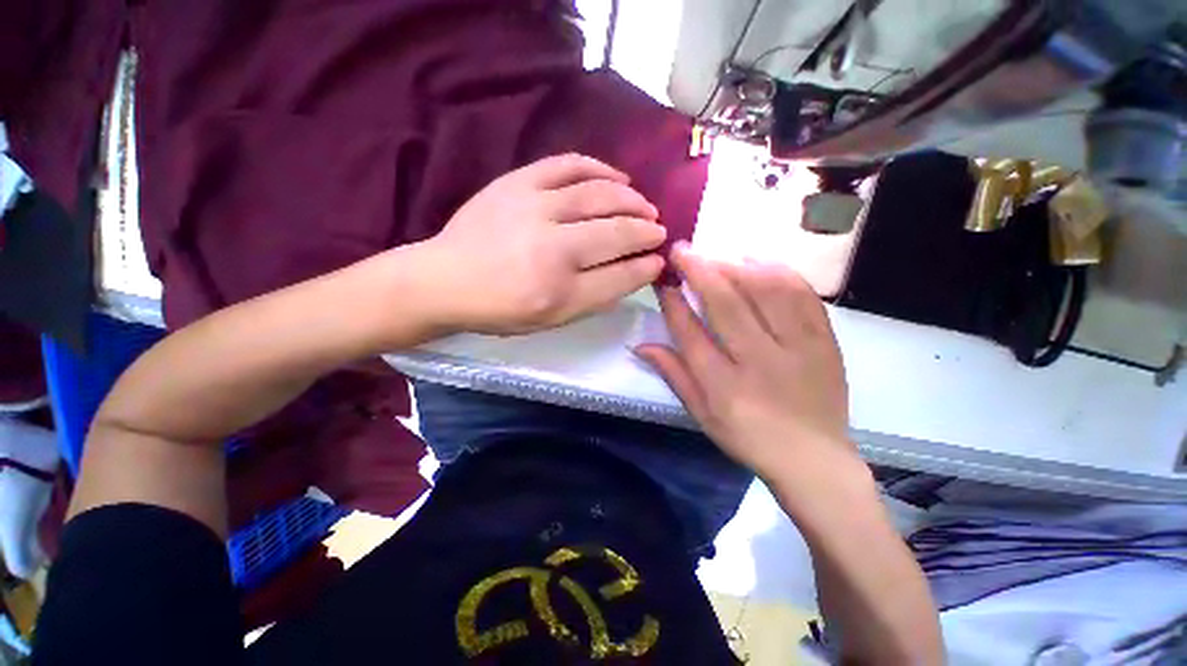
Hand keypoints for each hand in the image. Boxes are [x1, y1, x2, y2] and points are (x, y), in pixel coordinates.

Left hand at [422, 154, 666, 334]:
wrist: (446, 279)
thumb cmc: (502, 307)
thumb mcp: (553, 318)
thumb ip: (597, 295)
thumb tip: (638, 269)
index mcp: (559, 292)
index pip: (619, 276)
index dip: (646, 267)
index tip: (660, 260)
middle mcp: (552, 249)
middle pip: (615, 233)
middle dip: (646, 230)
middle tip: (659, 230)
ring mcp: (534, 208)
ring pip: (599, 195)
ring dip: (631, 200)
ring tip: (645, 206)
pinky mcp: (518, 182)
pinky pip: (569, 165)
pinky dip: (600, 168)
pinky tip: (618, 177)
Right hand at [635, 244, 855, 483]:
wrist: (813, 459)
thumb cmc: (747, 438)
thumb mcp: (701, 414)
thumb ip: (673, 375)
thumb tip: (639, 345)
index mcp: (723, 386)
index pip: (690, 333)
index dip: (673, 303)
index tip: (663, 281)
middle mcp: (758, 362)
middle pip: (726, 304)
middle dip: (699, 270)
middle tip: (682, 249)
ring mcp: (798, 349)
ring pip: (766, 291)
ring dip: (737, 266)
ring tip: (718, 255)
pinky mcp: (825, 342)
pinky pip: (803, 296)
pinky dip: (779, 272)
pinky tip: (760, 262)